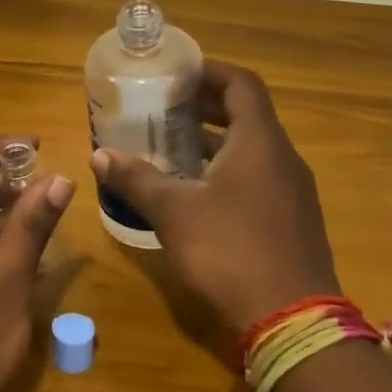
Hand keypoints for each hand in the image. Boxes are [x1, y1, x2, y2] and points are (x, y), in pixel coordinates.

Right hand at [92, 62, 338, 331]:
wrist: (291, 319)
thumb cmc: (229, 251)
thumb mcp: (174, 212)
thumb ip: (136, 179)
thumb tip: (99, 155)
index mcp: (260, 143)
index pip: (241, 85)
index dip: (209, 72)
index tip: (176, 73)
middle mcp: (283, 159)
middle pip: (247, 115)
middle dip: (206, 106)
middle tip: (164, 108)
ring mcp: (292, 192)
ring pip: (252, 150)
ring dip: (215, 142)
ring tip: (172, 147)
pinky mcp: (291, 221)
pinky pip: (258, 178)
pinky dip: (227, 171)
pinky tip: (196, 193)